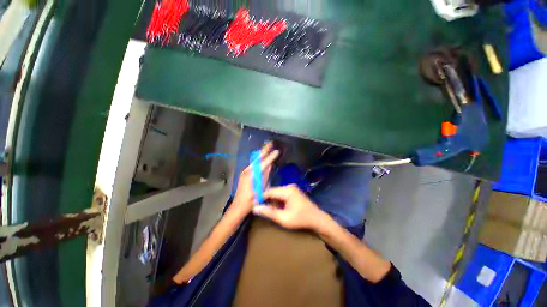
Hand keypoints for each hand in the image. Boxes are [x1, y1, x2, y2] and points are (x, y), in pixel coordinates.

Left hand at [231, 142, 278, 215]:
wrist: (238, 207)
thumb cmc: (250, 202)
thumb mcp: (259, 192)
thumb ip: (264, 178)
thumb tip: (269, 166)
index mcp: (251, 176)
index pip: (262, 164)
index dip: (270, 157)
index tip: (277, 151)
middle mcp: (247, 171)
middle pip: (257, 158)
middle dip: (264, 150)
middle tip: (271, 143)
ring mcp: (245, 172)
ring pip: (255, 160)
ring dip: (262, 153)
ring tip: (268, 147)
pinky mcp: (245, 174)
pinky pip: (254, 164)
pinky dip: (259, 159)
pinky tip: (262, 156)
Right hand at [252, 185, 327, 230]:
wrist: (317, 219)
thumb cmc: (301, 220)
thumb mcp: (284, 218)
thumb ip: (269, 212)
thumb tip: (255, 208)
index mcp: (287, 190)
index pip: (269, 191)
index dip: (261, 198)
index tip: (254, 205)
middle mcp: (289, 186)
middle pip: (273, 192)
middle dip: (266, 200)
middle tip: (260, 209)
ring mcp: (292, 188)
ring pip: (277, 193)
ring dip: (272, 201)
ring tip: (267, 210)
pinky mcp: (293, 192)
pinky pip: (282, 195)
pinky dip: (278, 201)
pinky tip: (276, 208)